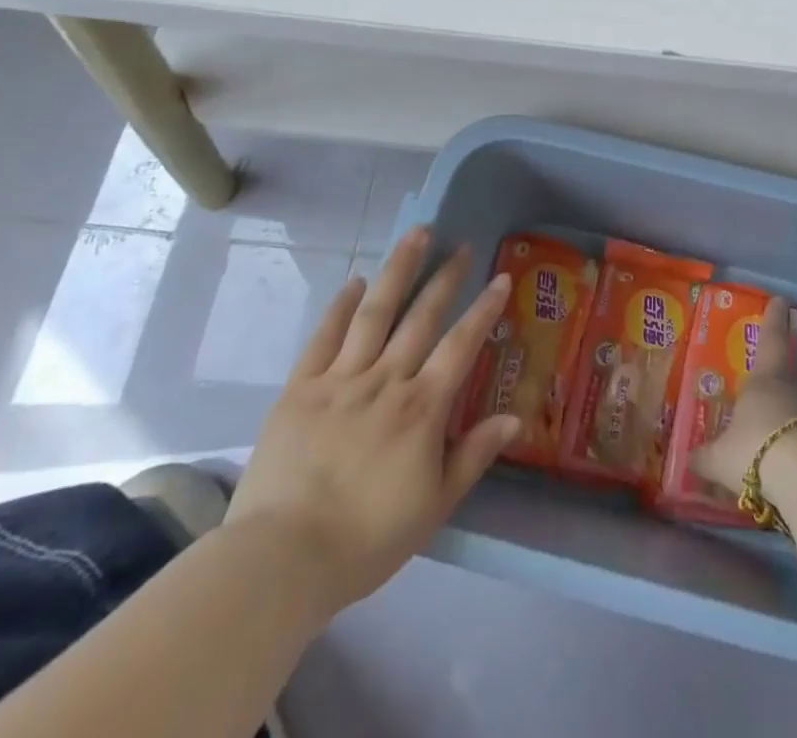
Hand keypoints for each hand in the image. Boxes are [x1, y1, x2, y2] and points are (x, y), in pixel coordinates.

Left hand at [226, 227, 519, 614]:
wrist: (281, 560)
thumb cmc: (366, 539)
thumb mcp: (434, 506)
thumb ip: (474, 455)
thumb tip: (515, 417)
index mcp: (422, 408)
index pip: (461, 344)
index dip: (484, 309)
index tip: (501, 277)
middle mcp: (386, 380)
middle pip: (421, 316)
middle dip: (444, 277)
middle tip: (459, 245)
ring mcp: (340, 380)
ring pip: (375, 313)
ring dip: (398, 270)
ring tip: (416, 235)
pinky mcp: (300, 389)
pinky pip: (324, 337)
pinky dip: (341, 306)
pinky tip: (355, 282)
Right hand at [689, 296, 796, 502]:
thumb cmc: (758, 450)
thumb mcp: (721, 458)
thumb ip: (705, 457)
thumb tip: (688, 458)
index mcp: (765, 378)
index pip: (770, 338)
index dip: (773, 318)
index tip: (782, 299)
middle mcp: (795, 387)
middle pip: (790, 374)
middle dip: (781, 382)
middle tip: (769, 394)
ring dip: (793, 418)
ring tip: (778, 440)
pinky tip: (795, 467)